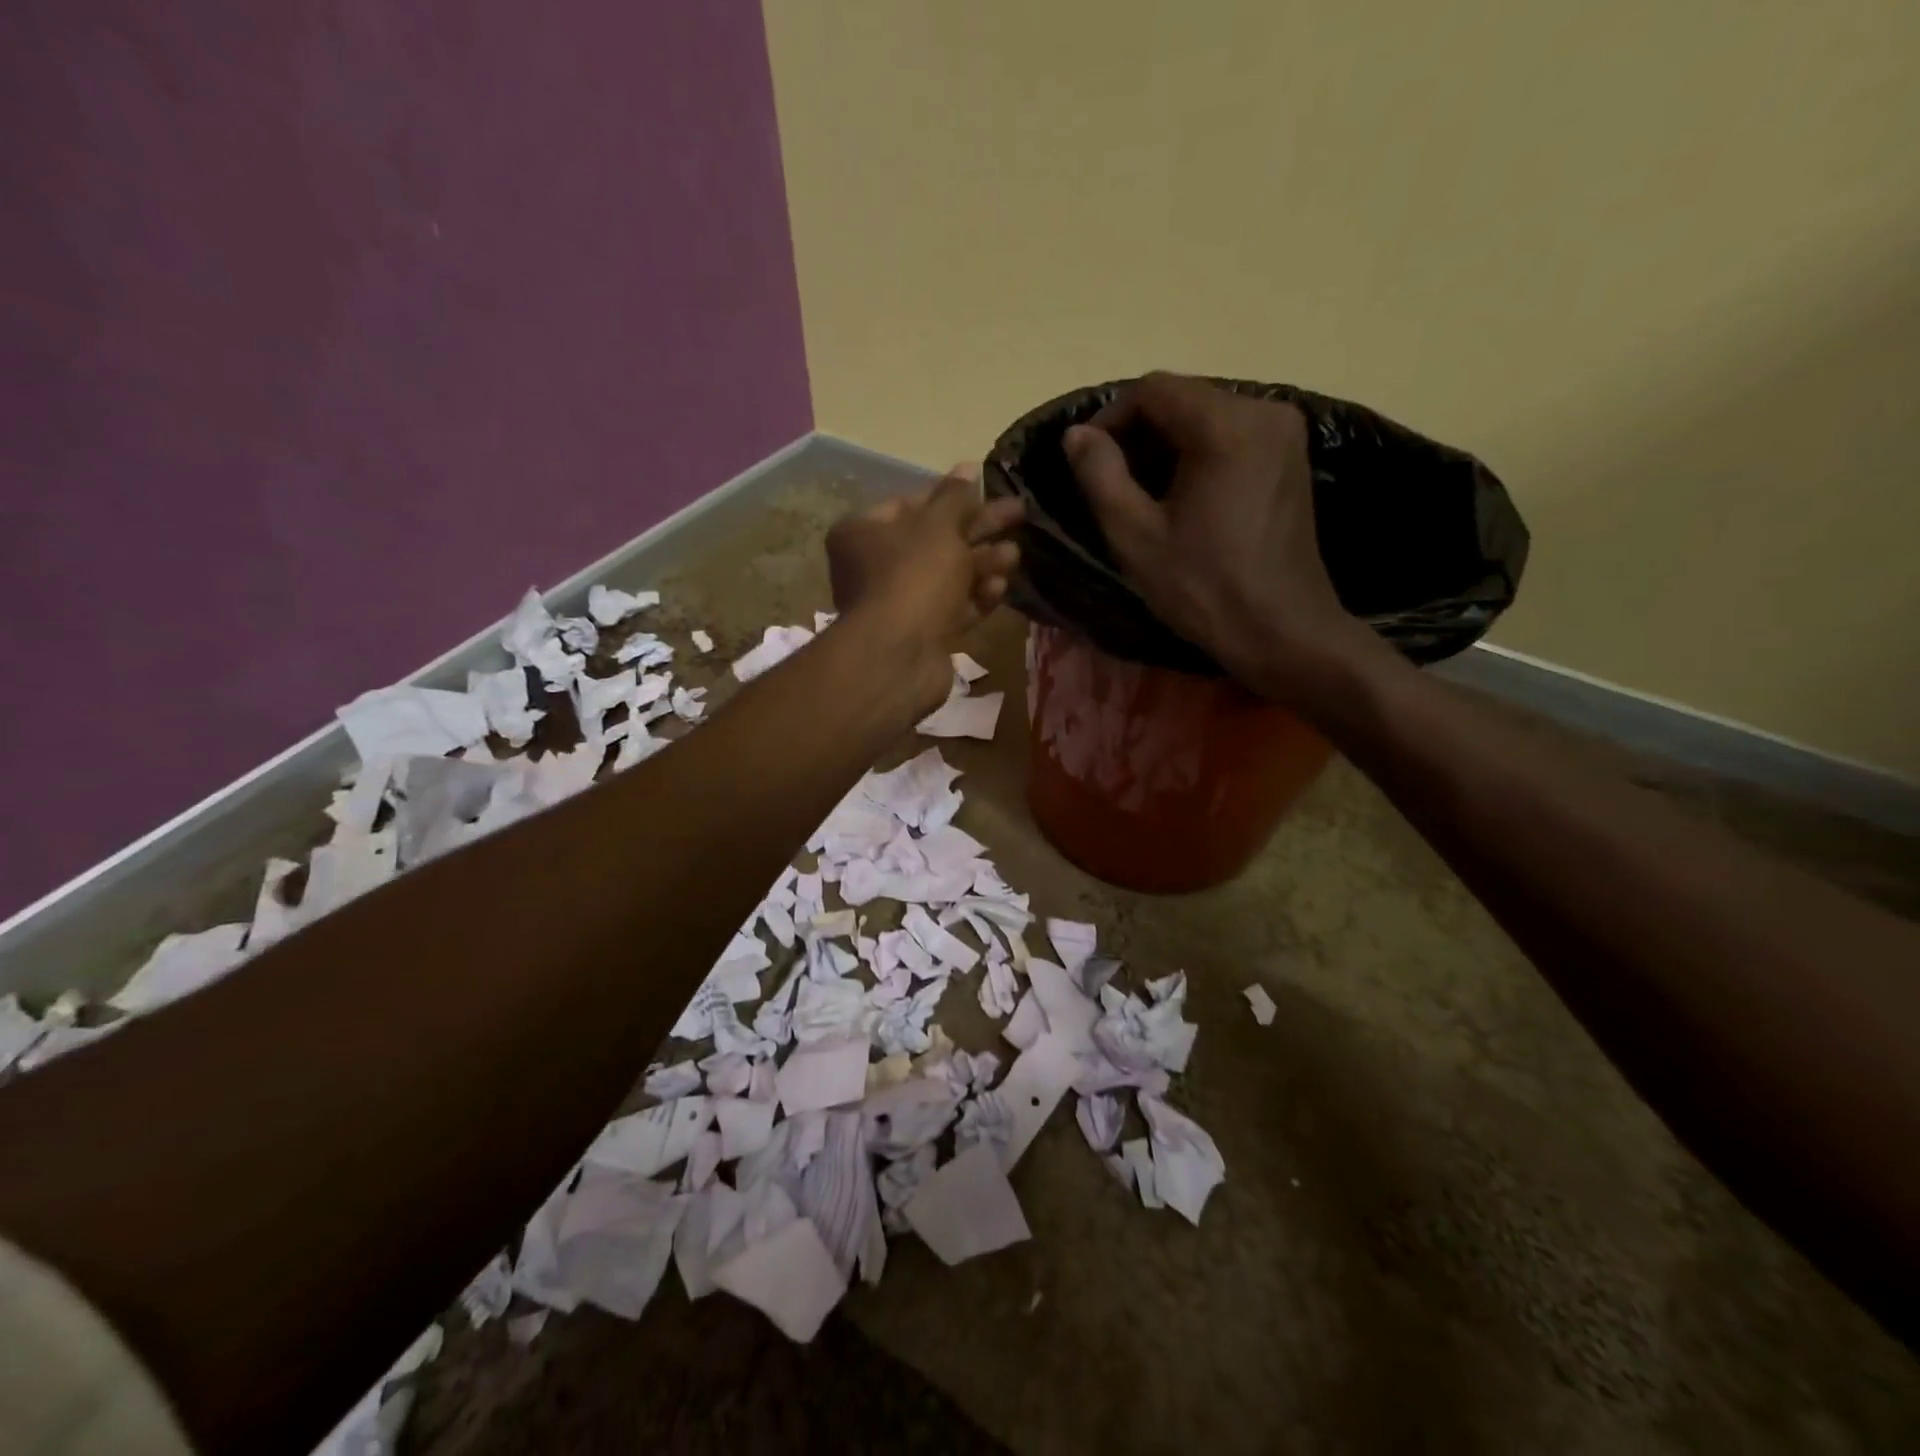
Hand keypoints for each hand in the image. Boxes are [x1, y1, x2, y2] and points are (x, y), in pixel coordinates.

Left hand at [825, 465, 1022, 711]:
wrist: (899, 656)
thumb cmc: (913, 577)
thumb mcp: (939, 527)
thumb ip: (957, 498)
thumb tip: (969, 467)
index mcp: (863, 533)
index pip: (911, 504)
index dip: (951, 495)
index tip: (987, 488)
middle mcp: (874, 567)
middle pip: (934, 540)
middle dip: (977, 530)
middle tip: (1018, 514)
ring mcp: (898, 604)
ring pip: (947, 577)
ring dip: (982, 564)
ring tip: (1014, 556)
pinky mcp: (920, 634)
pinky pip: (952, 608)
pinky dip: (976, 597)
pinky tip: (1000, 587)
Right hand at [1062, 372, 1384, 705]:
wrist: (1281, 630)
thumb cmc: (1203, 587)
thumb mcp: (1136, 535)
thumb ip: (1100, 475)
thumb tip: (1076, 434)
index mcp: (1226, 425)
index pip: (1154, 389)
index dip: (1110, 417)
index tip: (1087, 459)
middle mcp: (1265, 411)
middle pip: (1184, 398)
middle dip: (1139, 432)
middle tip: (1110, 480)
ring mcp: (1285, 433)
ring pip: (1207, 416)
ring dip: (1166, 444)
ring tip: (1140, 492)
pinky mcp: (1292, 457)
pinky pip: (1232, 435)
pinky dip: (1198, 453)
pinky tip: (1181, 496)